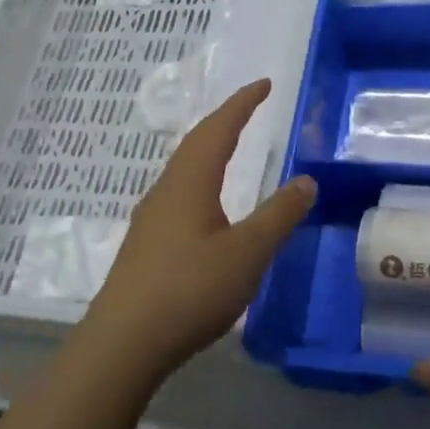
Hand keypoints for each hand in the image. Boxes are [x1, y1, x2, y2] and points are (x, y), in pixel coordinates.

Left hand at [82, 79, 315, 386]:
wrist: (123, 343)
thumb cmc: (190, 290)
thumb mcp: (247, 253)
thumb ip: (279, 215)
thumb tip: (306, 180)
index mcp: (190, 183)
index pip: (218, 130)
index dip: (242, 104)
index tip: (263, 84)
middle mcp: (166, 191)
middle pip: (196, 144)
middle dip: (224, 121)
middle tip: (250, 107)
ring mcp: (151, 218)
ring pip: (183, 169)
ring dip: (208, 149)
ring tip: (229, 146)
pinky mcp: (146, 245)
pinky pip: (178, 193)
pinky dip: (200, 178)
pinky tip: (206, 204)